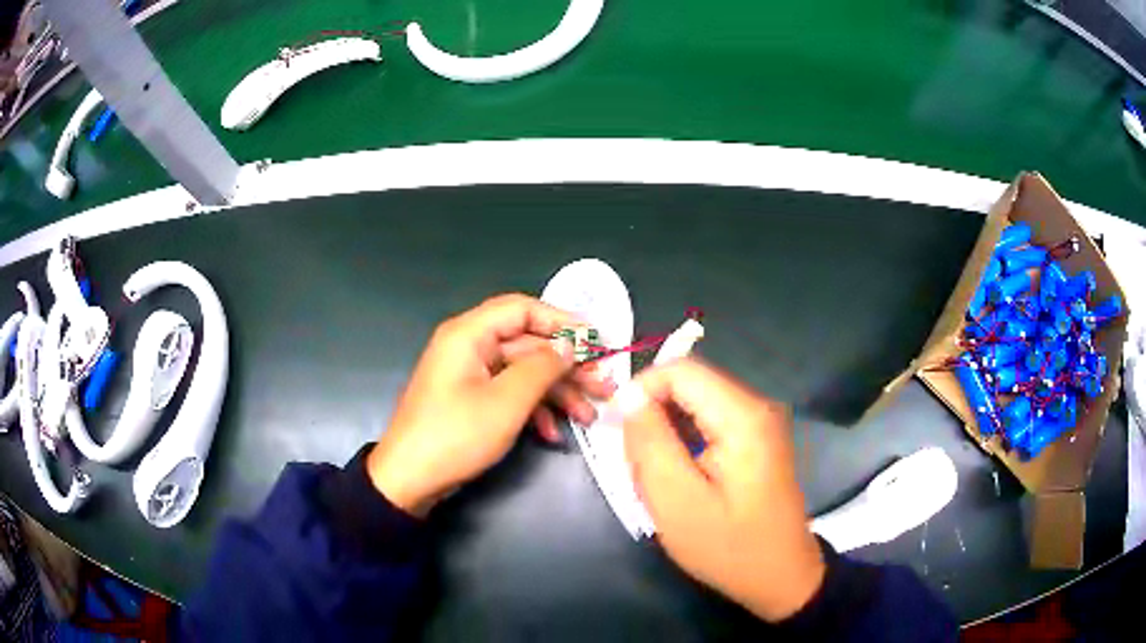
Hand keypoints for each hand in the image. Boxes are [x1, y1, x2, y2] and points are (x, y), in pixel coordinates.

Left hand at [368, 294, 613, 515]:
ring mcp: (470, 375)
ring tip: (589, 415)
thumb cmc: (456, 435)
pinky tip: (553, 433)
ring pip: (523, 372)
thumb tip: (571, 344)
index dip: (564, 321)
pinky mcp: (471, 400)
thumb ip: (543, 367)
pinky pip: (509, 393)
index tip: (598, 343)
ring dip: (557, 392)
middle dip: (567, 366)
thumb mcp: (507, 401)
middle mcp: (469, 346)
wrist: (409, 480)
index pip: (523, 309)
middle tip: (604, 385)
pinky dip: (534, 410)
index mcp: (469, 334)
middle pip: (528, 344)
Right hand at [618, 359, 824, 621]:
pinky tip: (680, 478)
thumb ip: (650, 442)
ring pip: (696, 404)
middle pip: (690, 385)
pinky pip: (710, 423)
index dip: (641, 389)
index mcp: (743, 416)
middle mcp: (757, 407)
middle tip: (638, 465)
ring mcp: (761, 423)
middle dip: (654, 416)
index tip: (617, 428)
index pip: (681, 369)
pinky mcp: (757, 439)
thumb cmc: (728, 546)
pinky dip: (685, 442)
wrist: (779, 576)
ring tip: (657, 477)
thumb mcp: (676, 501)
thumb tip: (630, 396)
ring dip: (667, 433)